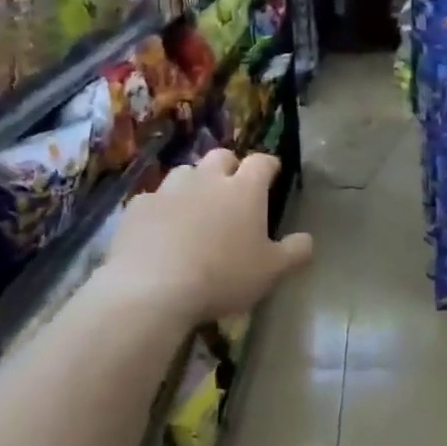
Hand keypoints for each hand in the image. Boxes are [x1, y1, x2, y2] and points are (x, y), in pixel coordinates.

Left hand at [104, 149, 312, 322]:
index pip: (262, 162)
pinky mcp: (137, 207)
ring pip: (185, 173)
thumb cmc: (223, 276)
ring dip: (193, 184)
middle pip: (221, 156)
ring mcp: (168, 190)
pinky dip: (161, 209)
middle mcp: (207, 179)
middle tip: (232, 190)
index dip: (269, 165)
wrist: (153, 289)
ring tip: (195, 208)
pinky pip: (153, 199)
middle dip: (229, 167)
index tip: (272, 174)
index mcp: (244, 190)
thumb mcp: (270, 272)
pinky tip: (160, 230)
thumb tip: (308, 239)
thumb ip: (294, 252)